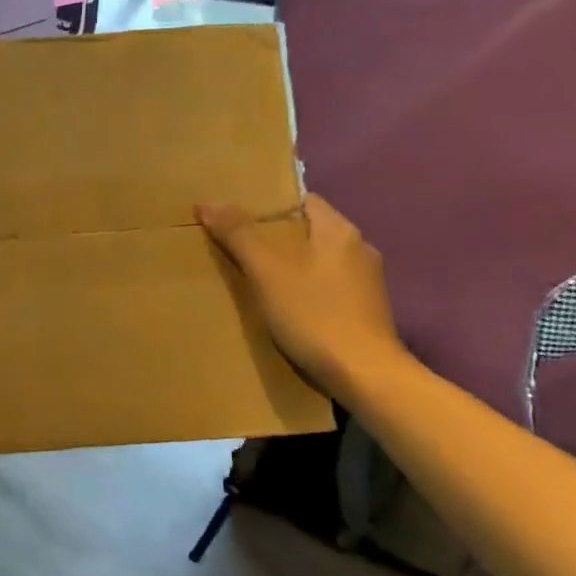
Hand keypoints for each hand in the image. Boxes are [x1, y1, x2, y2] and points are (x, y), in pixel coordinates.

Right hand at [197, 193, 402, 396]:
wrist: (365, 376)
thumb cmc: (314, 315)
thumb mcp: (267, 273)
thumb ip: (239, 235)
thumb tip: (208, 203)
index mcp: (339, 230)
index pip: (302, 200)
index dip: (270, 206)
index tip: (240, 218)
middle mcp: (359, 248)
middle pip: (310, 230)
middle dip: (277, 238)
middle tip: (240, 249)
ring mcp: (367, 282)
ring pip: (320, 260)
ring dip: (293, 265)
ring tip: (259, 280)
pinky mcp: (367, 310)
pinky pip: (330, 286)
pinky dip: (308, 289)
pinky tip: (288, 307)